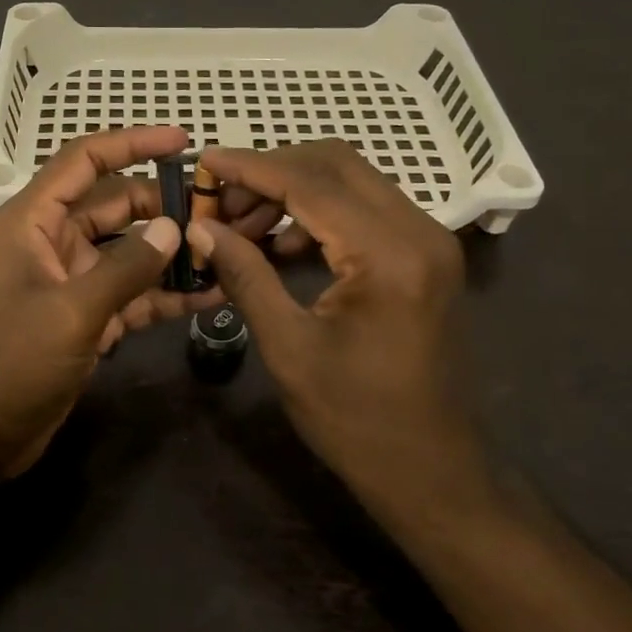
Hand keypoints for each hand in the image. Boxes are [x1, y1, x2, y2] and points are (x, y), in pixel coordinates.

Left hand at [0, 127, 219, 479]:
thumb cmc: (9, 363)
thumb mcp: (71, 311)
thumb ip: (126, 268)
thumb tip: (174, 229)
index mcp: (31, 221)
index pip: (84, 161)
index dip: (132, 143)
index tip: (183, 142)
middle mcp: (50, 242)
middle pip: (114, 205)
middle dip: (162, 206)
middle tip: (218, 212)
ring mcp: (69, 280)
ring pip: (127, 251)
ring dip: (169, 252)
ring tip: (225, 250)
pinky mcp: (84, 316)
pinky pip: (130, 293)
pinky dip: (164, 293)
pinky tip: (209, 295)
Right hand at [188, 140, 496, 529]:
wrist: (431, 469)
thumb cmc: (357, 420)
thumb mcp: (289, 348)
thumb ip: (246, 275)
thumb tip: (200, 228)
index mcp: (390, 255)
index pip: (310, 182)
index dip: (250, 167)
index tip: (202, 162)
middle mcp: (419, 231)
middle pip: (335, 164)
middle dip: (270, 171)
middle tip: (219, 200)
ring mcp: (428, 240)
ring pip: (350, 180)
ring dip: (292, 189)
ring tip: (241, 225)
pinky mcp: (424, 254)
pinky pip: (363, 208)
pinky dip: (317, 211)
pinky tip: (280, 243)